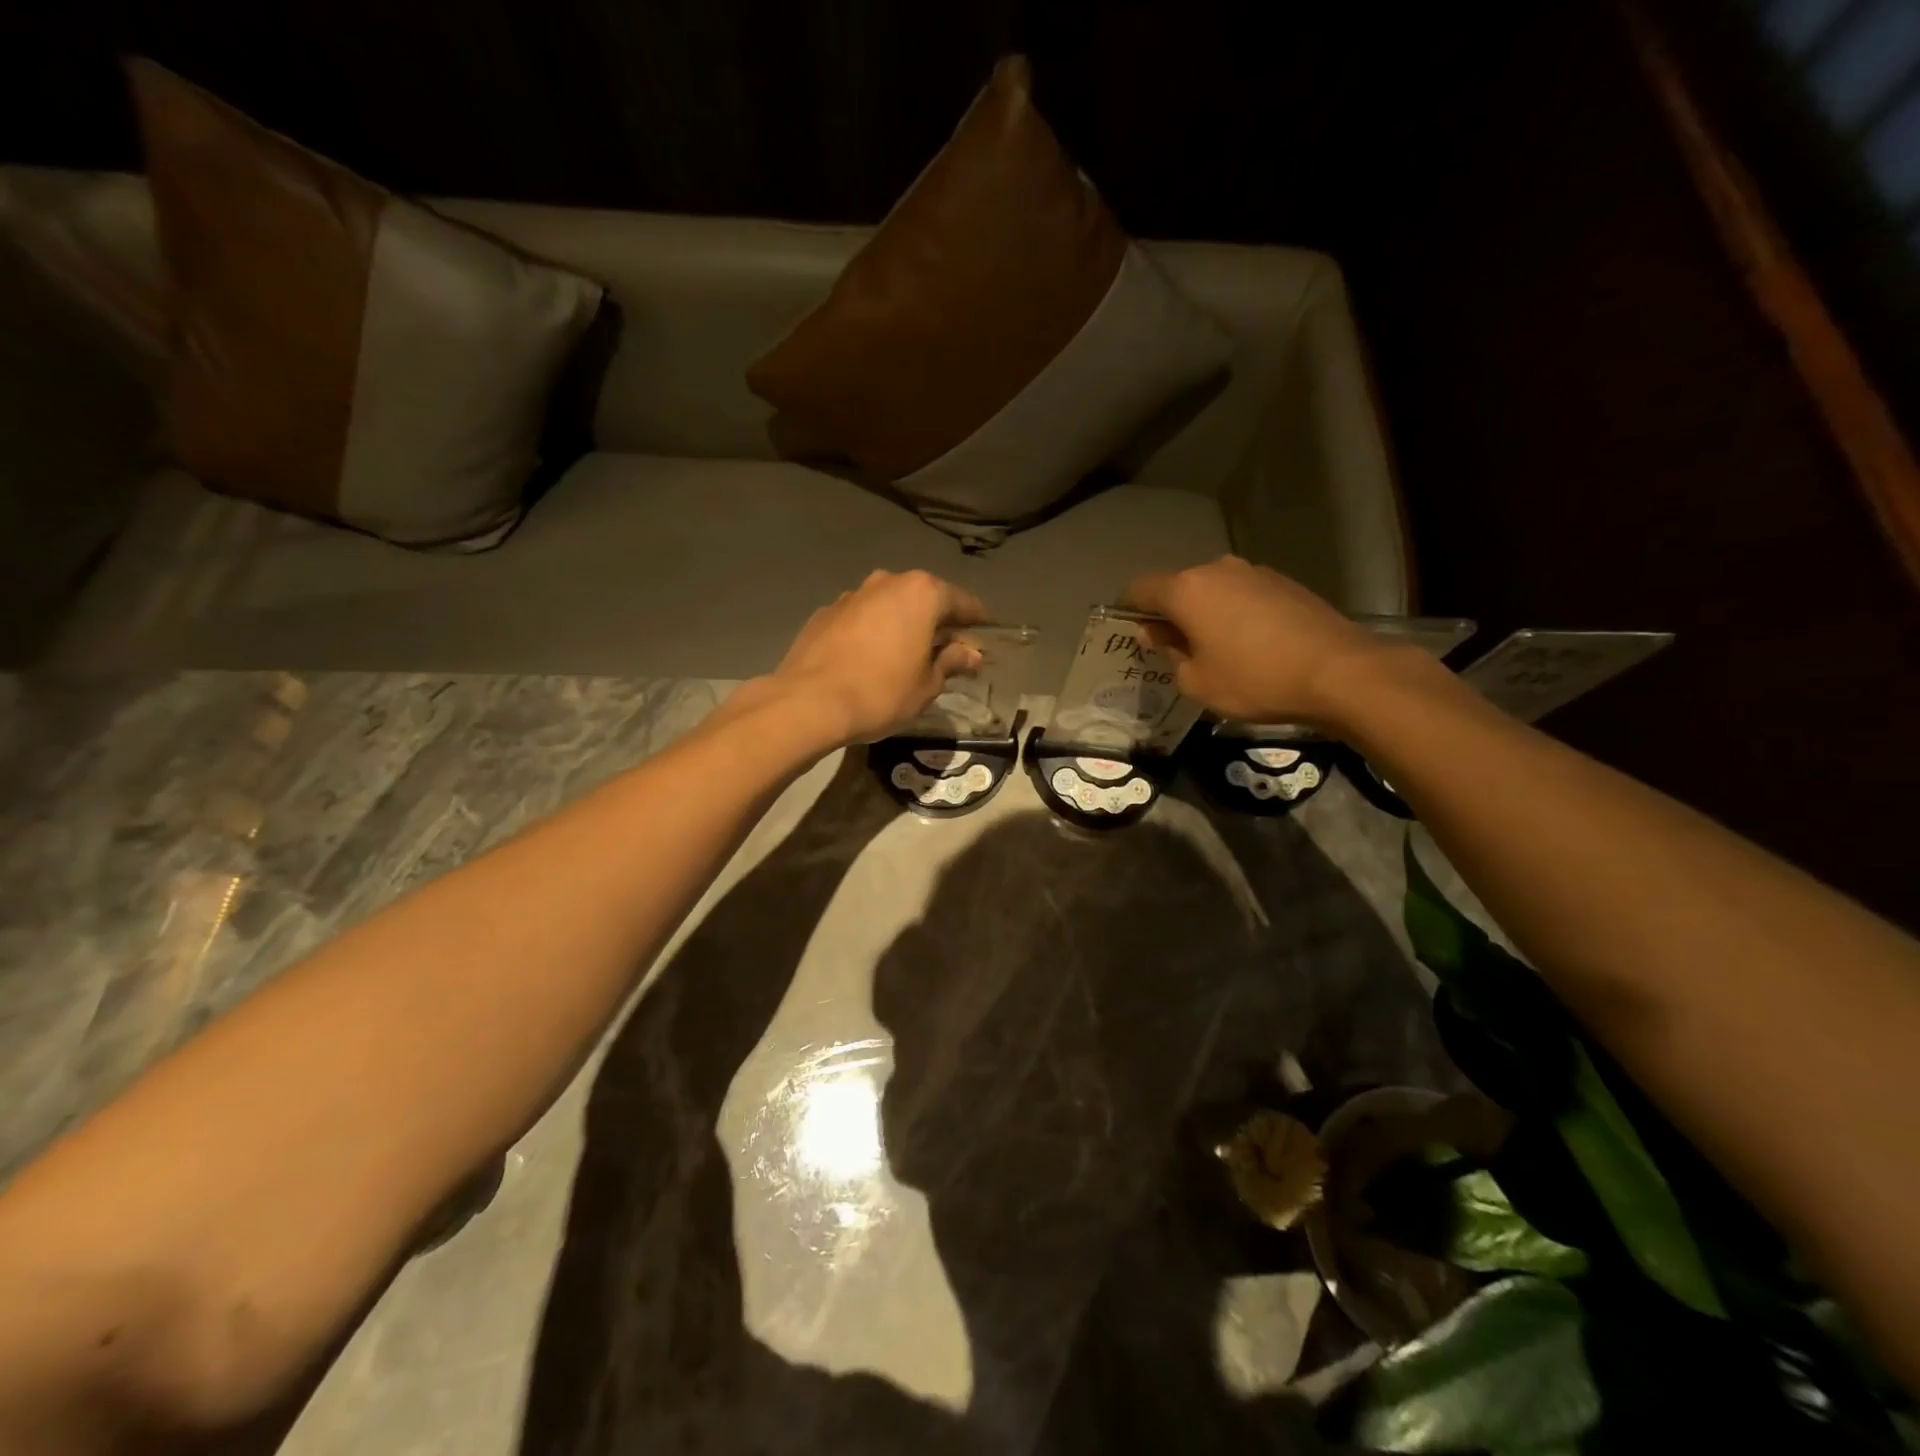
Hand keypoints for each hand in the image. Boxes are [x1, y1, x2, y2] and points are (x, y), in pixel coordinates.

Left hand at [770, 570, 987, 743]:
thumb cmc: (881, 693)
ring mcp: (852, 595)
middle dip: (938, 623)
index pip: (962, 602)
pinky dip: (872, 633)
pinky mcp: (825, 613)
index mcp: (921, 593)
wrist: (808, 702)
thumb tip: (970, 654)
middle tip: (947, 652)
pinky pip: (861, 619)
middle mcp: (887, 582)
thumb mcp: (927, 685)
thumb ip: (951, 662)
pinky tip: (870, 660)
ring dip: (902, 625)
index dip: (977, 623)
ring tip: (906, 656)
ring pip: (889, 606)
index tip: (984, 641)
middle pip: (924, 599)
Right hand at [1123, 556, 1386, 724]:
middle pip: (1177, 587)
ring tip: (1213, 648)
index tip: (1129, 633)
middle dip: (1168, 614)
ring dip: (1204, 613)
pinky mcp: (1284, 583)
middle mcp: (1217, 570)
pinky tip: (1248, 644)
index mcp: (1186, 590)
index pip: (1139, 589)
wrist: (1338, 672)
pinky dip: (1234, 613)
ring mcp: (1254, 572)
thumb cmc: (1254, 680)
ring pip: (1212, 590)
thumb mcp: (1197, 682)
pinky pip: (1242, 595)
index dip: (1127, 610)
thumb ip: (1169, 654)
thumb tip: (1158, 634)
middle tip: (1172, 649)